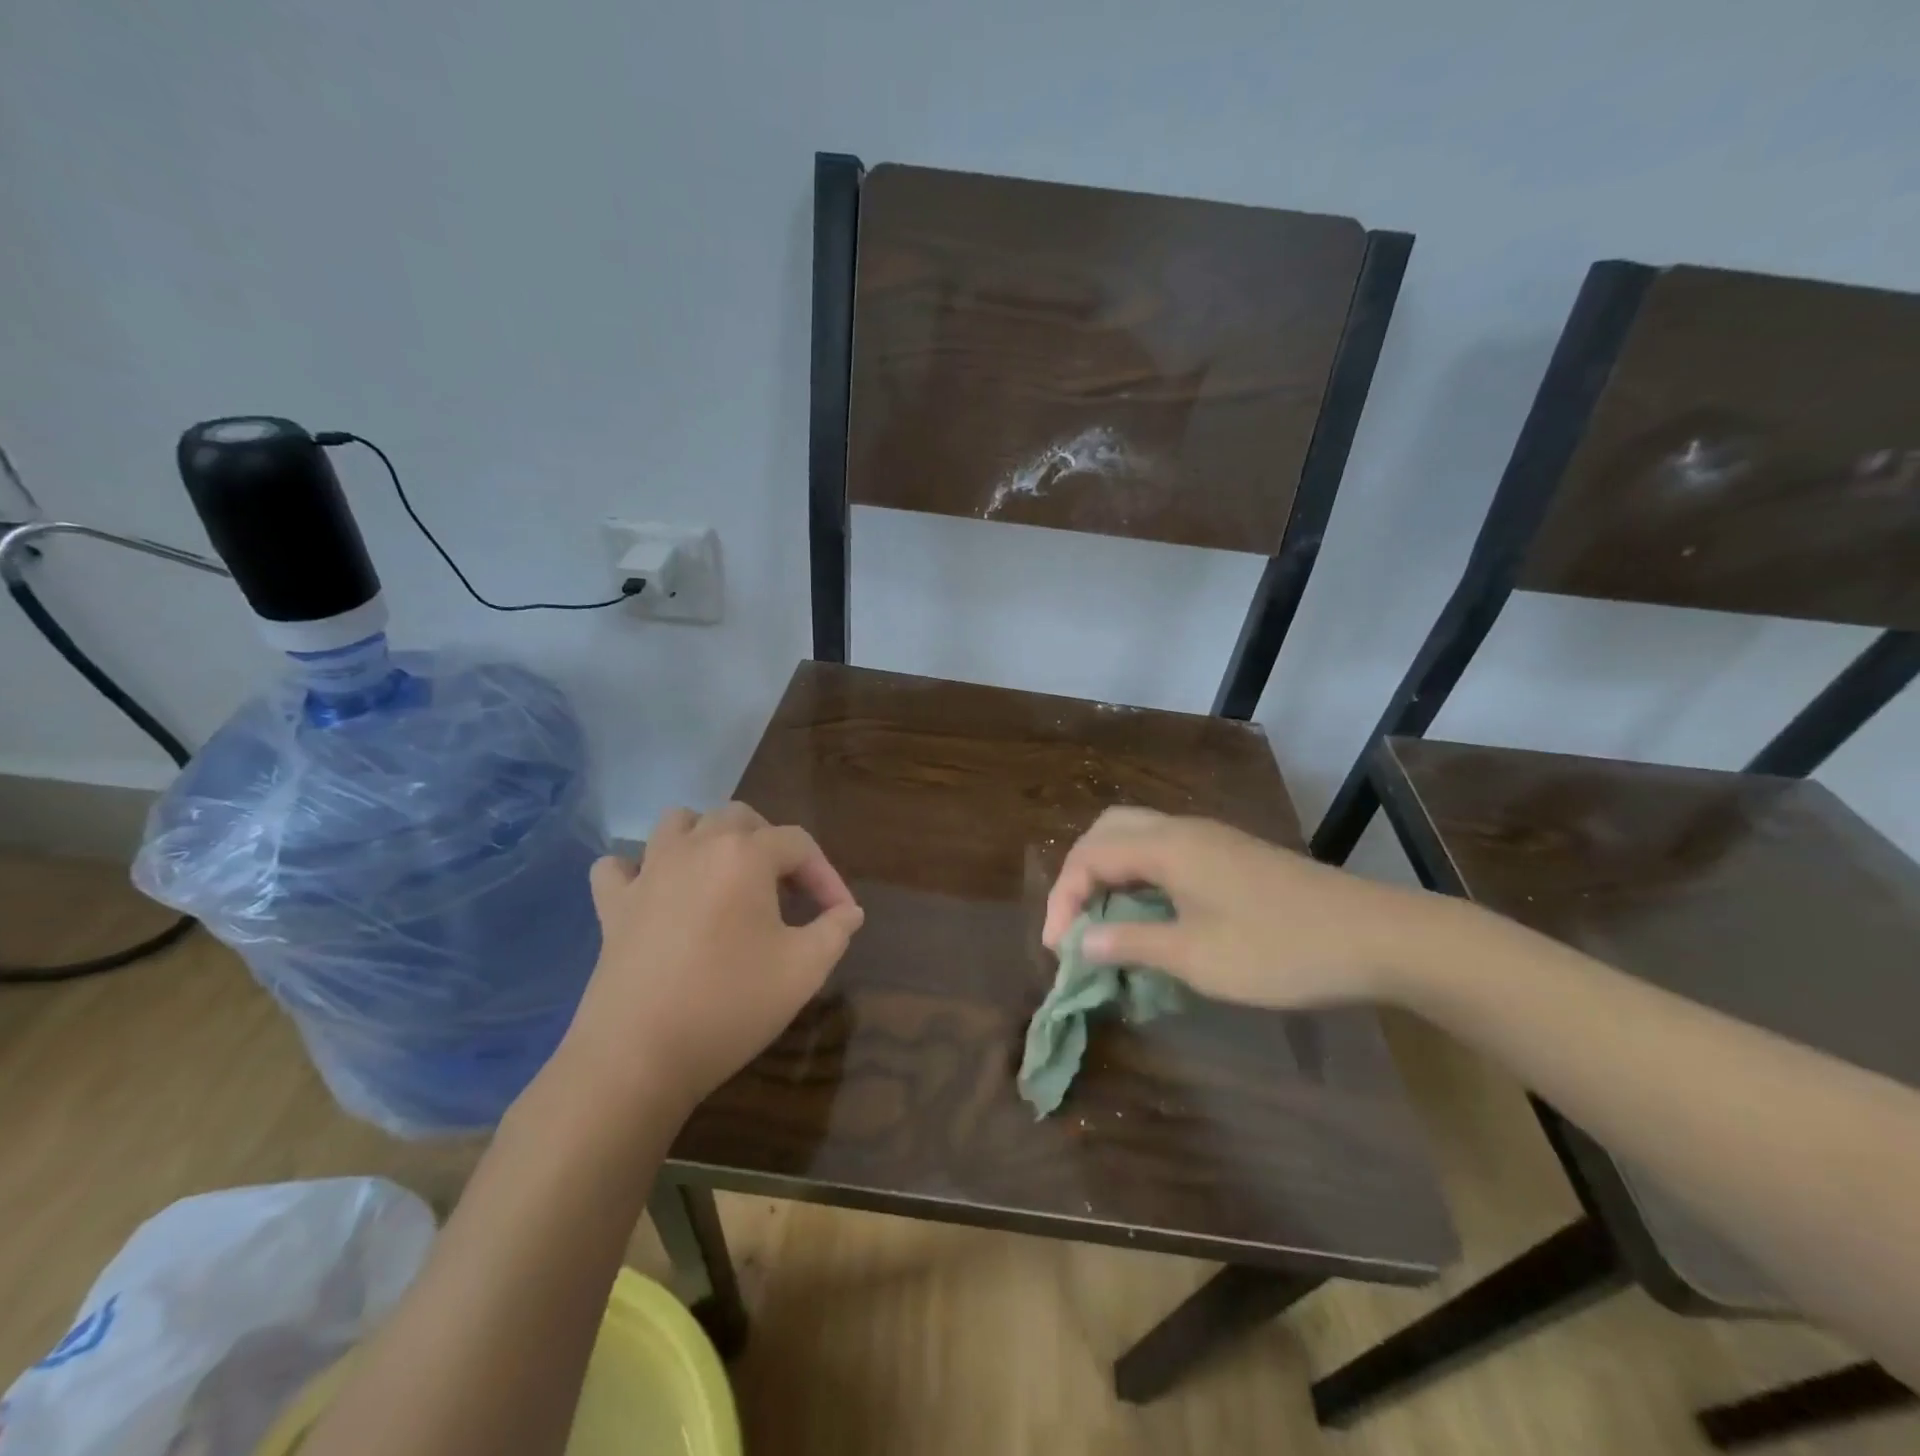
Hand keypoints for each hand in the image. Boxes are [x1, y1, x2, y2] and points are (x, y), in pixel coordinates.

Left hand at [556, 803, 863, 1118]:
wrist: (638, 1057)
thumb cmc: (730, 1005)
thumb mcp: (804, 970)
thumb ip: (835, 930)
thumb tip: (849, 912)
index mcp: (745, 855)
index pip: (799, 844)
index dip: (827, 875)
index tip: (841, 914)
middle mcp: (696, 847)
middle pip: (741, 819)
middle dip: (772, 845)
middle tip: (788, 891)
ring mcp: (648, 872)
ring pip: (679, 823)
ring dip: (708, 837)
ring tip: (726, 875)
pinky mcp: (613, 905)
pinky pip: (620, 867)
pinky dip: (640, 870)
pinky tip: (657, 894)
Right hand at [1042, 807, 1443, 1009]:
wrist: (1377, 937)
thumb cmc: (1279, 949)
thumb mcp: (1197, 957)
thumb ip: (1132, 944)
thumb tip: (1082, 940)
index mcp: (1166, 846)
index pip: (1089, 857)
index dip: (1064, 899)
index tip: (1058, 949)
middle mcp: (1182, 830)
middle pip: (1108, 831)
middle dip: (1080, 873)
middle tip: (1075, 921)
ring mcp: (1210, 839)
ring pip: (1137, 837)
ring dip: (1110, 873)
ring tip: (1104, 920)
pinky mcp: (1231, 854)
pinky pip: (1165, 851)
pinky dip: (1140, 876)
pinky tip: (1150, 915)